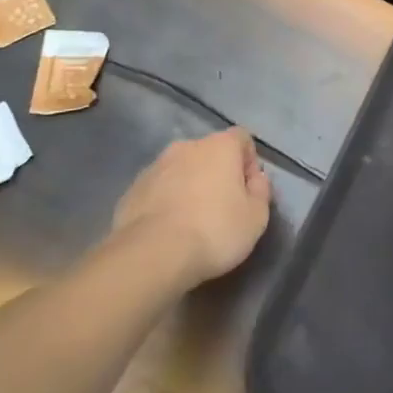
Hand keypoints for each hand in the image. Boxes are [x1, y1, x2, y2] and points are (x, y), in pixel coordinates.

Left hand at [111, 127, 271, 285]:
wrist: (151, 255)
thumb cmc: (214, 231)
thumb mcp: (256, 217)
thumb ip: (261, 191)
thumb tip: (255, 179)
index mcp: (220, 146)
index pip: (242, 138)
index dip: (249, 161)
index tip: (248, 191)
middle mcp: (186, 146)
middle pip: (210, 153)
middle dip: (217, 174)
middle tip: (222, 208)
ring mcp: (155, 166)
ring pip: (181, 170)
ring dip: (189, 187)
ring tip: (192, 222)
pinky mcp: (132, 189)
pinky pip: (158, 189)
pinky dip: (166, 202)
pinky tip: (168, 230)